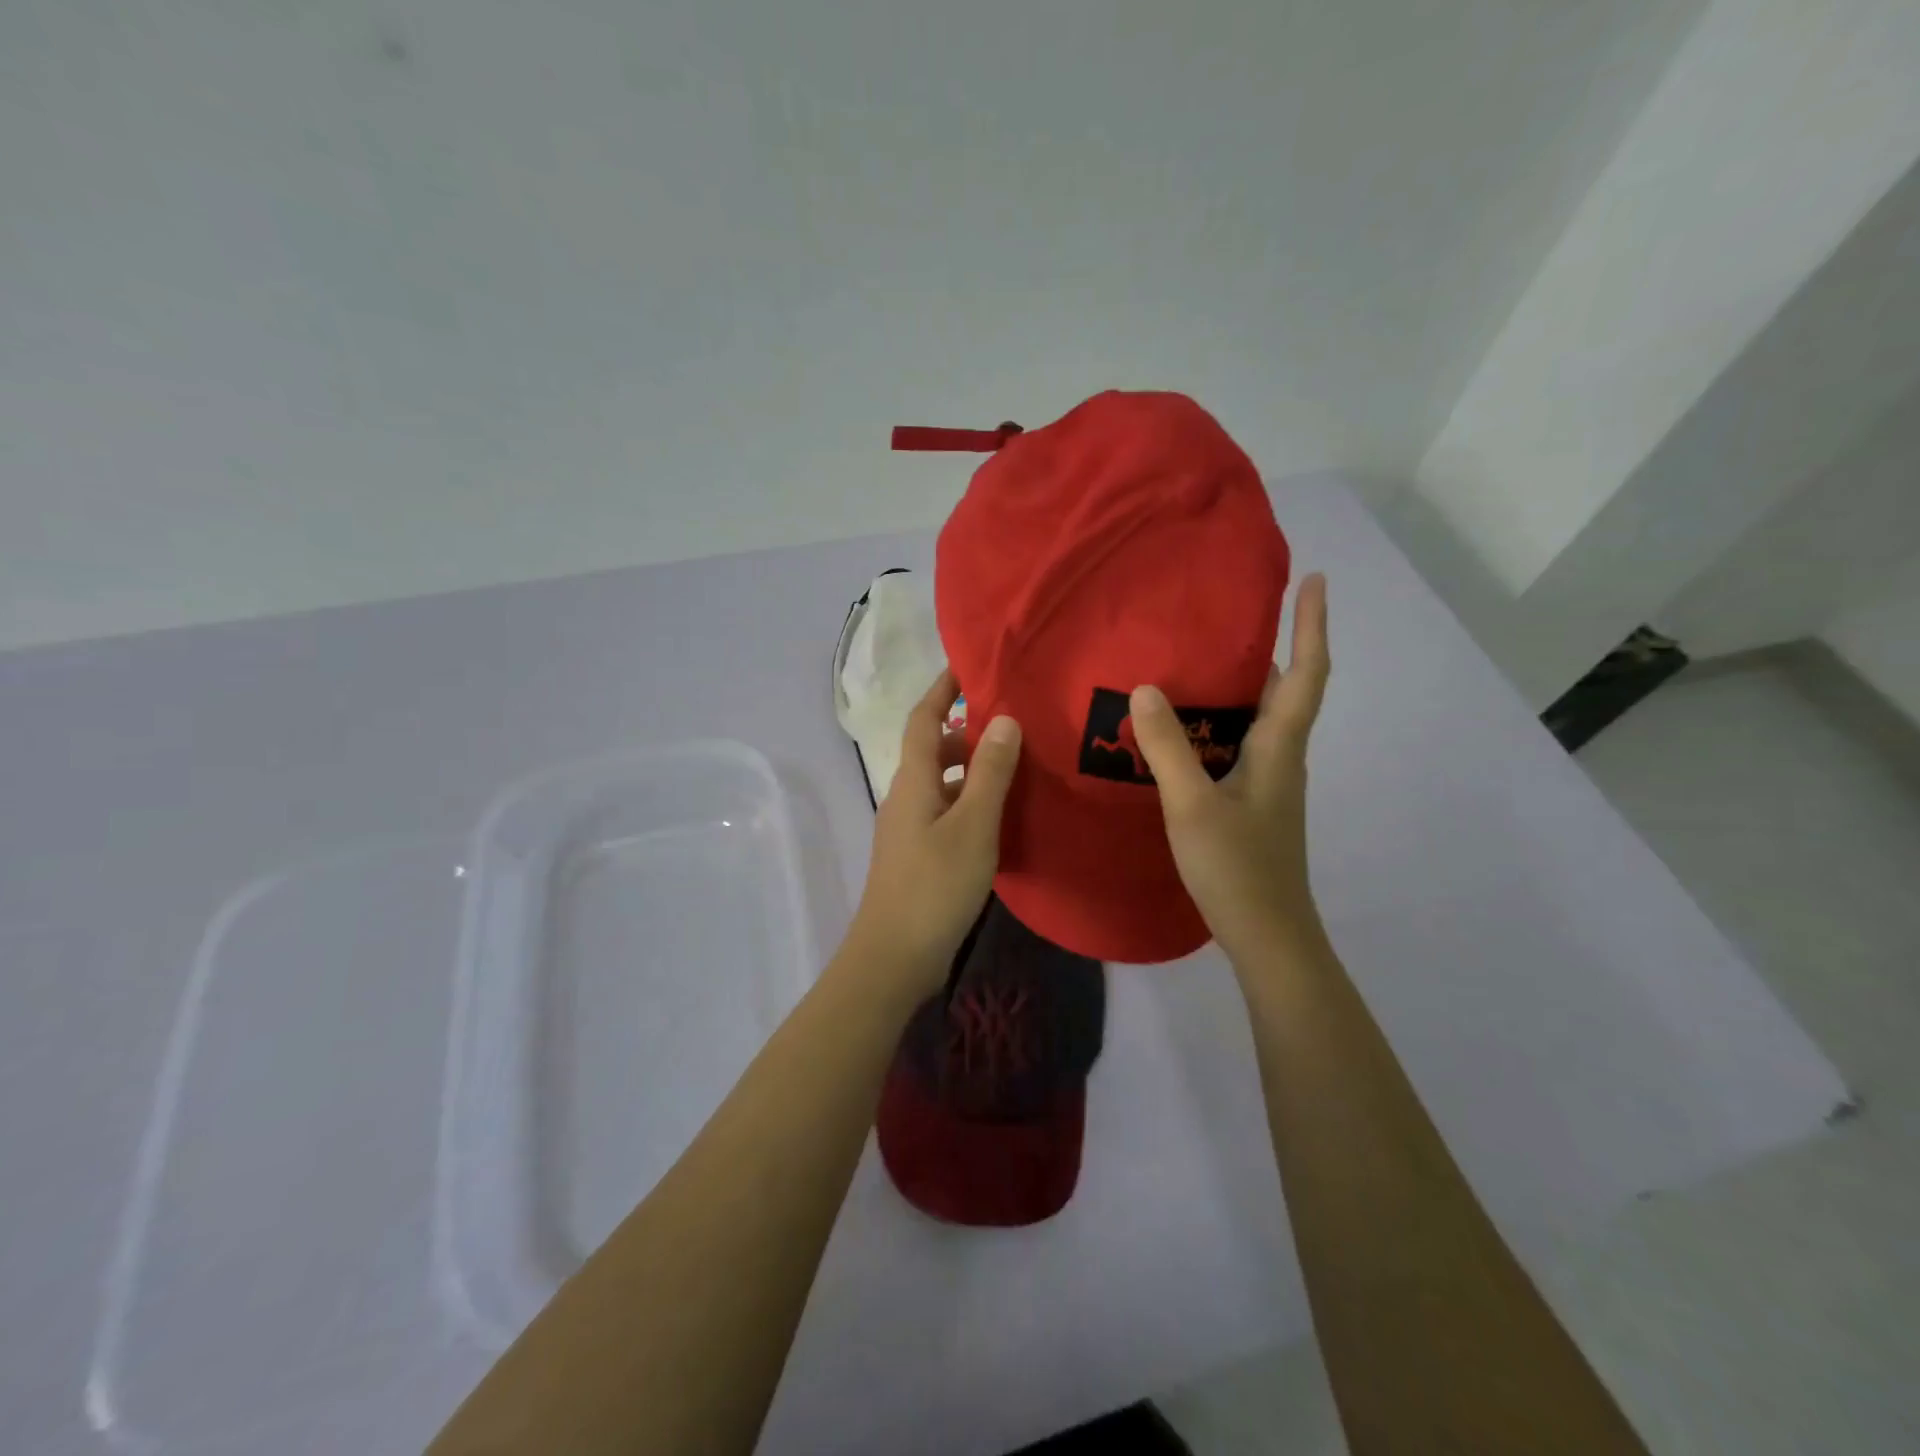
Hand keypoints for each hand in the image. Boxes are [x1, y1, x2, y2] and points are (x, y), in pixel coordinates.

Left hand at [844, 669, 1021, 996]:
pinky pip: (946, 812)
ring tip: (1018, 767)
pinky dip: (971, 802)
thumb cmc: (934, 885)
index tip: (969, 665)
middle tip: (1014, 724)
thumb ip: (989, 772)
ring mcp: (909, 829)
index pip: (924, 719)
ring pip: (943, 783)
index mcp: (913, 780)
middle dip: (968, 731)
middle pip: (934, 749)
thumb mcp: (973, 825)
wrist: (894, 957)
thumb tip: (1003, 719)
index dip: (943, 689)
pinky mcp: (918, 856)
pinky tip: (1001, 817)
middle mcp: (906, 797)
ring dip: (973, 769)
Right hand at [1129, 574, 1330, 968]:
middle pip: (1286, 692)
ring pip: (1259, 722)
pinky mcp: (1251, 805)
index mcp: (1279, 749)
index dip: (1311, 626)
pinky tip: (1180, 732)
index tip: (1314, 580)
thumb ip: (1168, 747)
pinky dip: (1218, 726)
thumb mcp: (1193, 804)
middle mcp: (1281, 759)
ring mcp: (1268, 784)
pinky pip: (1238, 747)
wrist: (1267, 936)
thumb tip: (1146, 687)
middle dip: (1271, 648)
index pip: (1307, 674)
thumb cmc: (1238, 868)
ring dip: (1240, 688)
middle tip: (1229, 617)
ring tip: (1195, 663)